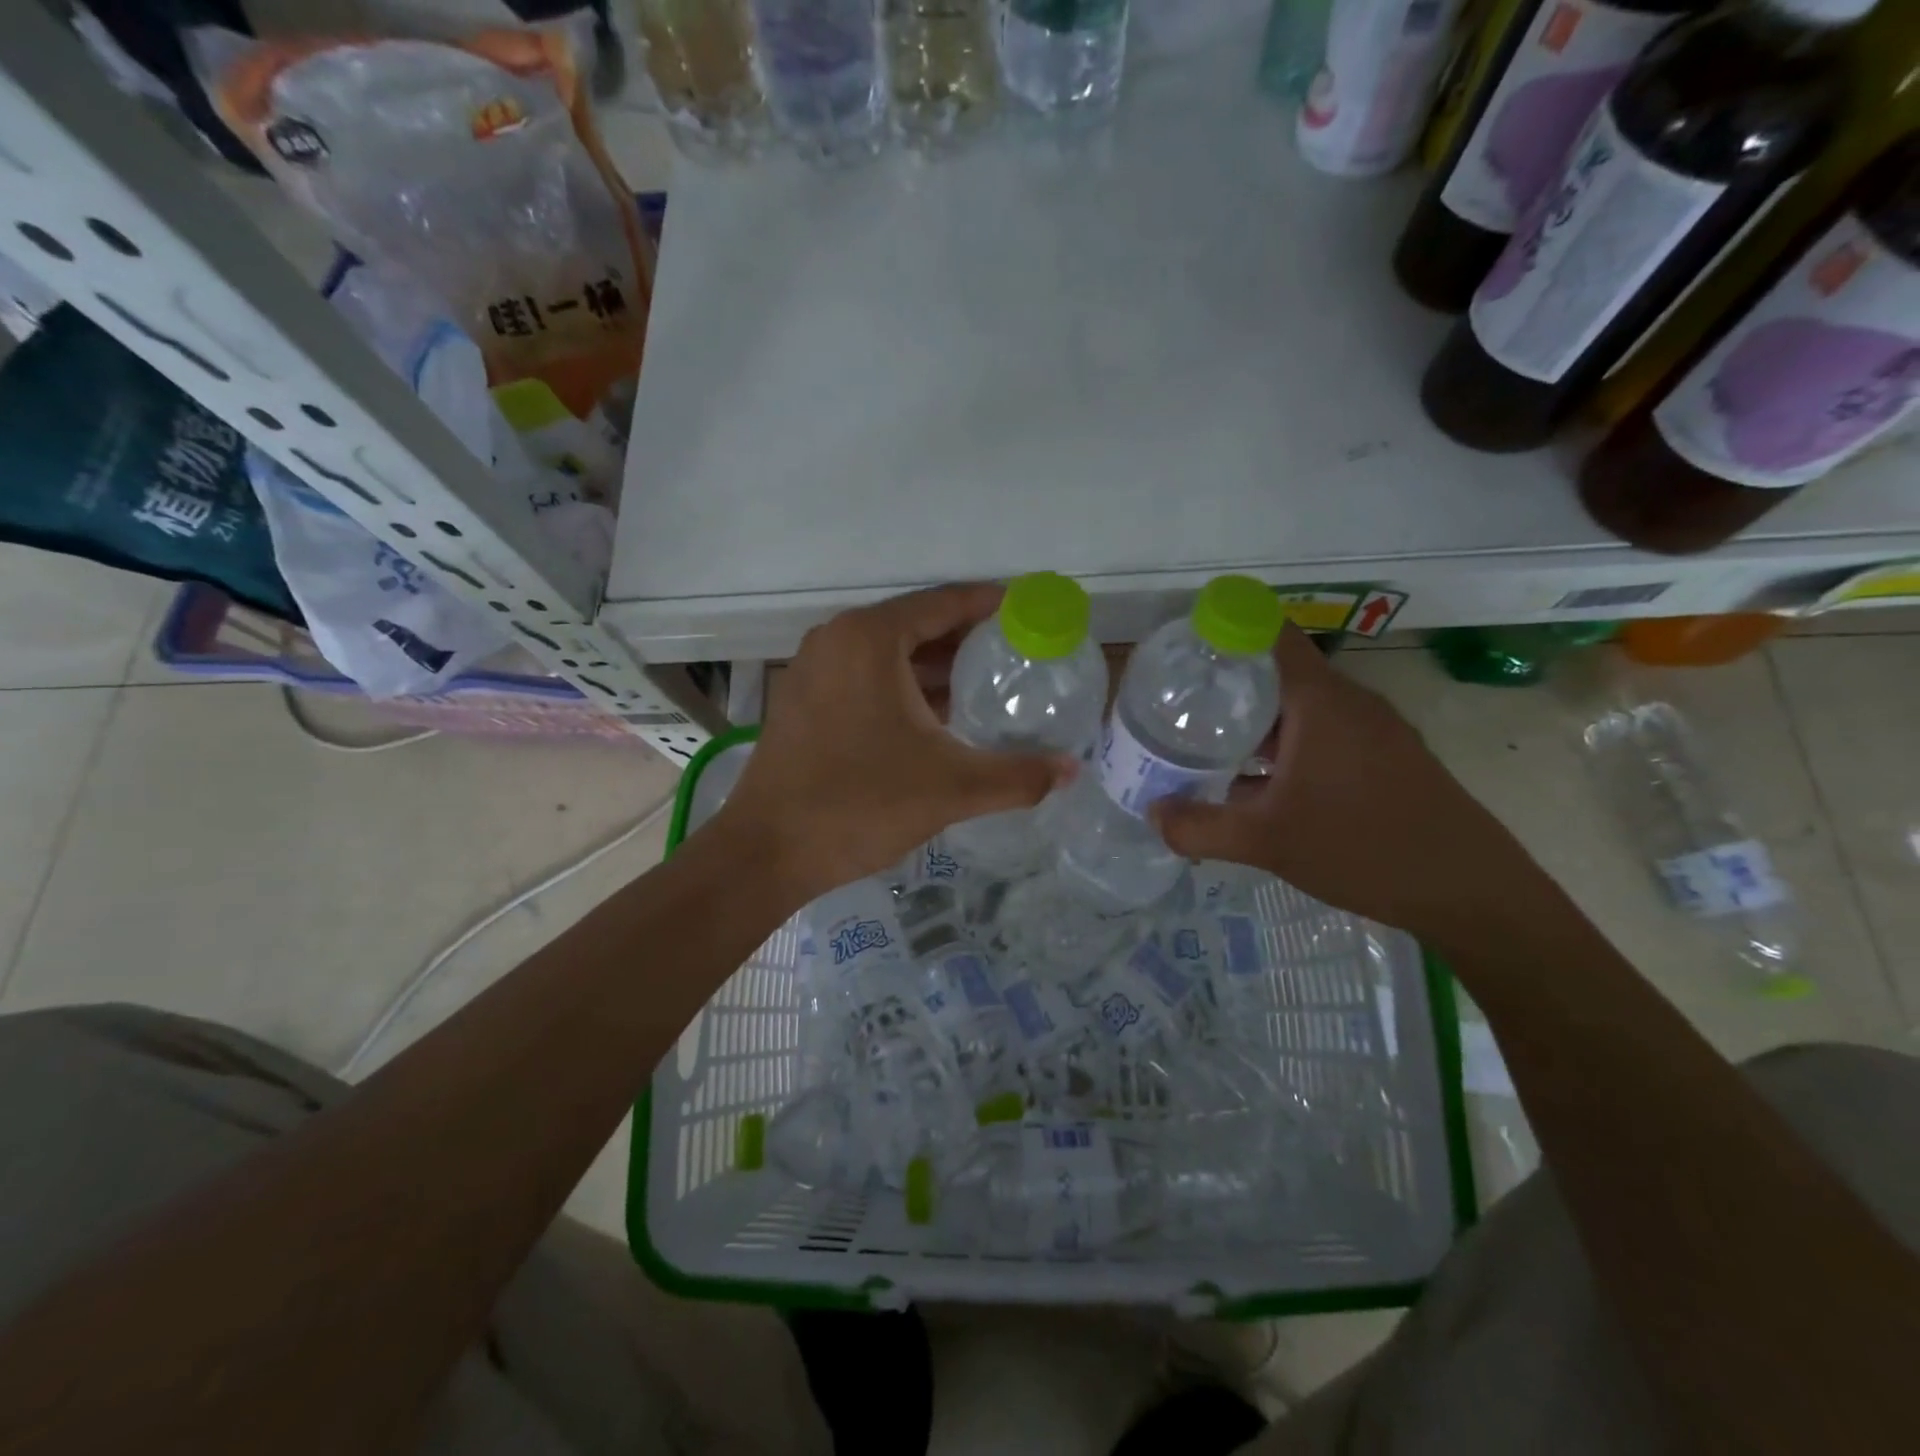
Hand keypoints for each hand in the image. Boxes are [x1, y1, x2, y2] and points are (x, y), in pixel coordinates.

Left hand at [716, 584, 1073, 902]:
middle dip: (965, 640)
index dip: (990, 605)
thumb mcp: (952, 787)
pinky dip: (900, 687)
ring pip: (887, 655)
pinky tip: (933, 718)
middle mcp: (836, 640)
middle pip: (915, 625)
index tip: (1027, 613)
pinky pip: (863, 678)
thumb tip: (1072, 770)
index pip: (943, 603)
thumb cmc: (861, 804)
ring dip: (933, 667)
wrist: (767, 852)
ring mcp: (812, 670)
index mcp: (870, 639)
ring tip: (984, 686)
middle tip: (1015, 655)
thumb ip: (1018, 776)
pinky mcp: (801, 702)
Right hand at [1151, 627, 1529, 939]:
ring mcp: (1372, 730)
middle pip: (1278, 671)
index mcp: (1319, 701)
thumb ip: (1200, 827)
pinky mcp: (1385, 757)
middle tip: (1177, 704)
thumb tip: (1152, 813)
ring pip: (1299, 707)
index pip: (1270, 633)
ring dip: (1254, 720)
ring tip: (1205, 742)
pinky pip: (1321, 733)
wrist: (1470, 892)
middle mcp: (1348, 703)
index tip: (1184, 644)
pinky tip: (1256, 781)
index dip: (1226, 627)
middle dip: (1226, 683)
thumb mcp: (1266, 841)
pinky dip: (1283, 744)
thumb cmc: (1363, 848)